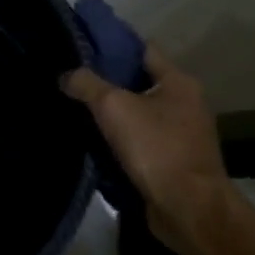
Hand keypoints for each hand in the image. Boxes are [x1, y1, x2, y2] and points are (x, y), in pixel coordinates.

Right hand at [61, 44, 241, 254]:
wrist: (188, 209)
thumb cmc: (156, 148)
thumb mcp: (114, 107)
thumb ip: (87, 85)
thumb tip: (66, 74)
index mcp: (178, 82)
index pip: (143, 49)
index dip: (113, 45)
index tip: (83, 46)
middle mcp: (185, 103)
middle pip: (140, 82)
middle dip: (109, 81)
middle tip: (74, 80)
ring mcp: (182, 134)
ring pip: (139, 113)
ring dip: (113, 114)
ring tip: (77, 110)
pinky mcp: (174, 161)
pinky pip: (142, 141)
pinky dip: (121, 139)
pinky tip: (94, 142)